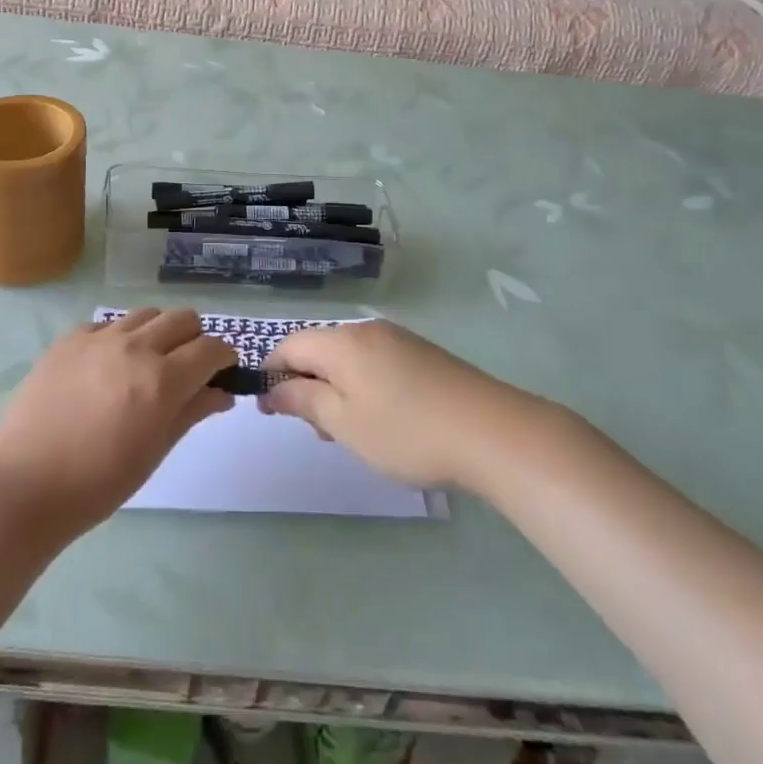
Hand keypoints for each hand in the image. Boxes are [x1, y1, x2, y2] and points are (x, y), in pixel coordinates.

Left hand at [0, 308, 234, 539]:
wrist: (25, 486)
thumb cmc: (98, 483)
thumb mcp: (154, 452)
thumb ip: (191, 412)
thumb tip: (222, 393)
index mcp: (161, 380)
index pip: (211, 348)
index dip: (224, 358)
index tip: (222, 372)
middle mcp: (134, 347)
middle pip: (183, 318)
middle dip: (194, 339)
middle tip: (186, 369)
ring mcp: (98, 338)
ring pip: (146, 314)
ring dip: (158, 333)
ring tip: (145, 364)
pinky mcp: (68, 339)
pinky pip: (107, 324)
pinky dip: (119, 338)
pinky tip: (106, 368)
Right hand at [262, 320, 538, 489]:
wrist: (493, 432)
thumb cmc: (407, 431)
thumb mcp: (345, 424)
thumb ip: (304, 401)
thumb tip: (272, 389)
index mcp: (343, 342)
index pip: (289, 344)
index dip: (272, 374)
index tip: (269, 410)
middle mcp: (367, 330)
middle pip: (319, 349)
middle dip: (307, 384)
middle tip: (317, 431)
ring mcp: (399, 339)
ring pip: (348, 358)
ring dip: (336, 389)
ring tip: (351, 432)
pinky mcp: (423, 354)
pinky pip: (376, 362)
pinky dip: (364, 386)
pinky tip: (383, 420)